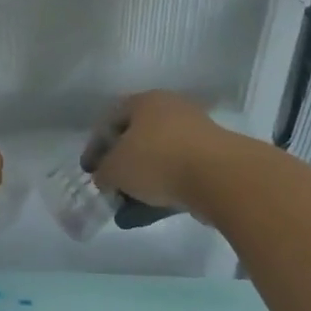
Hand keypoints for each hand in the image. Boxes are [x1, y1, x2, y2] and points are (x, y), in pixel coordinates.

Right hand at [88, 91, 236, 216]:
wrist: (221, 176)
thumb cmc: (158, 160)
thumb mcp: (115, 169)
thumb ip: (103, 172)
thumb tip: (105, 177)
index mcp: (145, 101)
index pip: (111, 119)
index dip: (95, 145)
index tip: (90, 170)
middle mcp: (171, 109)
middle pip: (137, 136)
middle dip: (122, 163)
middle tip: (112, 186)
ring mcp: (196, 131)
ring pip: (159, 155)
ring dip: (144, 178)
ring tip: (131, 205)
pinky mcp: (214, 156)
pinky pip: (180, 170)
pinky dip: (166, 186)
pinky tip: (155, 209)